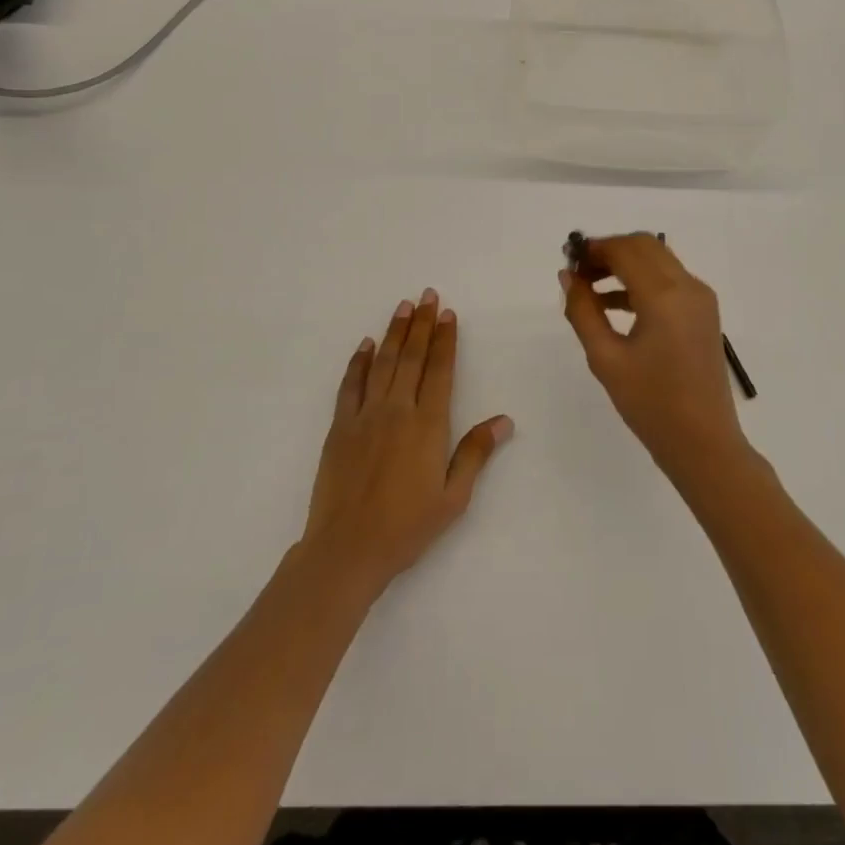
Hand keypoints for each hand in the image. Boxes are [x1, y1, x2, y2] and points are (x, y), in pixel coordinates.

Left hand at [300, 290, 512, 599]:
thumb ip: (475, 453)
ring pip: (382, 363)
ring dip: (394, 332)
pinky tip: (366, 345)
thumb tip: (504, 420)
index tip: (448, 314)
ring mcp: (365, 416)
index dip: (445, 340)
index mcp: (428, 425)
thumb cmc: (407, 527)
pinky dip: (358, 362)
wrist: (347, 549)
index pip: (440, 371)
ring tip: (403, 306)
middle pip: (412, 357)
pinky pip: (350, 385)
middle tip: (427, 295)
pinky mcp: (339, 427)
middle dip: (421, 324)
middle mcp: (397, 410)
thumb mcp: (453, 497)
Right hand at [560, 235, 751, 484]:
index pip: (625, 250)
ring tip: (589, 288)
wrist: (703, 442)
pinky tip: (613, 304)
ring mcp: (700, 298)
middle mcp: (687, 286)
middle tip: (578, 272)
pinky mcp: (704, 312)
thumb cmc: (650, 404)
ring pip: (658, 260)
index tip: (567, 260)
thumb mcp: (606, 358)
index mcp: (664, 295)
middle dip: (609, 251)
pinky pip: (670, 280)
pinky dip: (641, 281)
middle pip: (644, 245)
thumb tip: (568, 277)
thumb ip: (583, 311)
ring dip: (625, 264)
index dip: (593, 249)